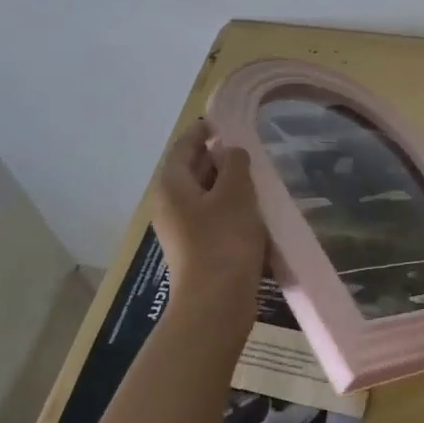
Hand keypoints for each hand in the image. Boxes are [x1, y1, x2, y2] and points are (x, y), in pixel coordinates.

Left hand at [151, 120, 266, 308]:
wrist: (215, 302)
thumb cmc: (224, 240)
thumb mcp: (236, 193)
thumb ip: (236, 164)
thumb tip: (231, 151)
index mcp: (171, 185)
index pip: (183, 146)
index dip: (203, 130)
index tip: (225, 120)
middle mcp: (169, 204)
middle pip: (191, 170)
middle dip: (217, 157)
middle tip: (246, 148)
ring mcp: (180, 230)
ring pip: (202, 196)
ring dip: (225, 184)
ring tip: (254, 177)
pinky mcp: (195, 250)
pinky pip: (210, 218)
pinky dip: (228, 208)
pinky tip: (252, 211)